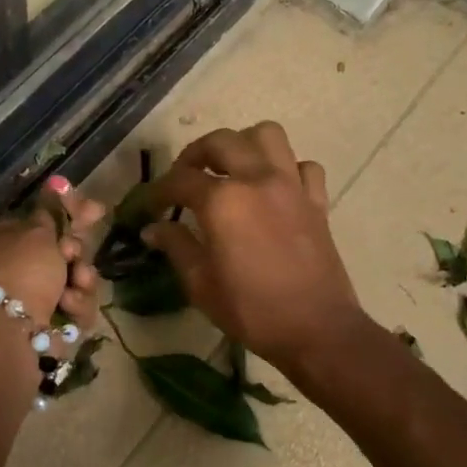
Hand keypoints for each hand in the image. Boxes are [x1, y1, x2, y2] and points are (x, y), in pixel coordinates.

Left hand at [0, 177, 105, 339]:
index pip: (28, 221)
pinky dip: (73, 309)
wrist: (7, 335)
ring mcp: (10, 304)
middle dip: (72, 255)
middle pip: (48, 255)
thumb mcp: (37, 232)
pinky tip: (71, 309)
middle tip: (76, 256)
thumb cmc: (17, 270)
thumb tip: (57, 187)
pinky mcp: (31, 332)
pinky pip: (63, 312)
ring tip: (78, 285)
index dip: (63, 215)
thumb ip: (52, 212)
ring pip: (61, 284)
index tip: (94, 212)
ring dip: (78, 282)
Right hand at [142, 123, 364, 369]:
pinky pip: (303, 166)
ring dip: (243, 144)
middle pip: (221, 142)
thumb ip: (176, 247)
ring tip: (231, 169)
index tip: (150, 207)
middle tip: (185, 179)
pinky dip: (286, 169)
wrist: (317, 330)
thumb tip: (154, 229)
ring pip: (267, 135)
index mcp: (223, 201)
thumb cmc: (252, 311)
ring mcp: (291, 186)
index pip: (180, 181)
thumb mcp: (201, 284)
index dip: (158, 191)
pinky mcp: (317, 201)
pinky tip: (274, 189)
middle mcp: (257, 180)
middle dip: (195, 154)